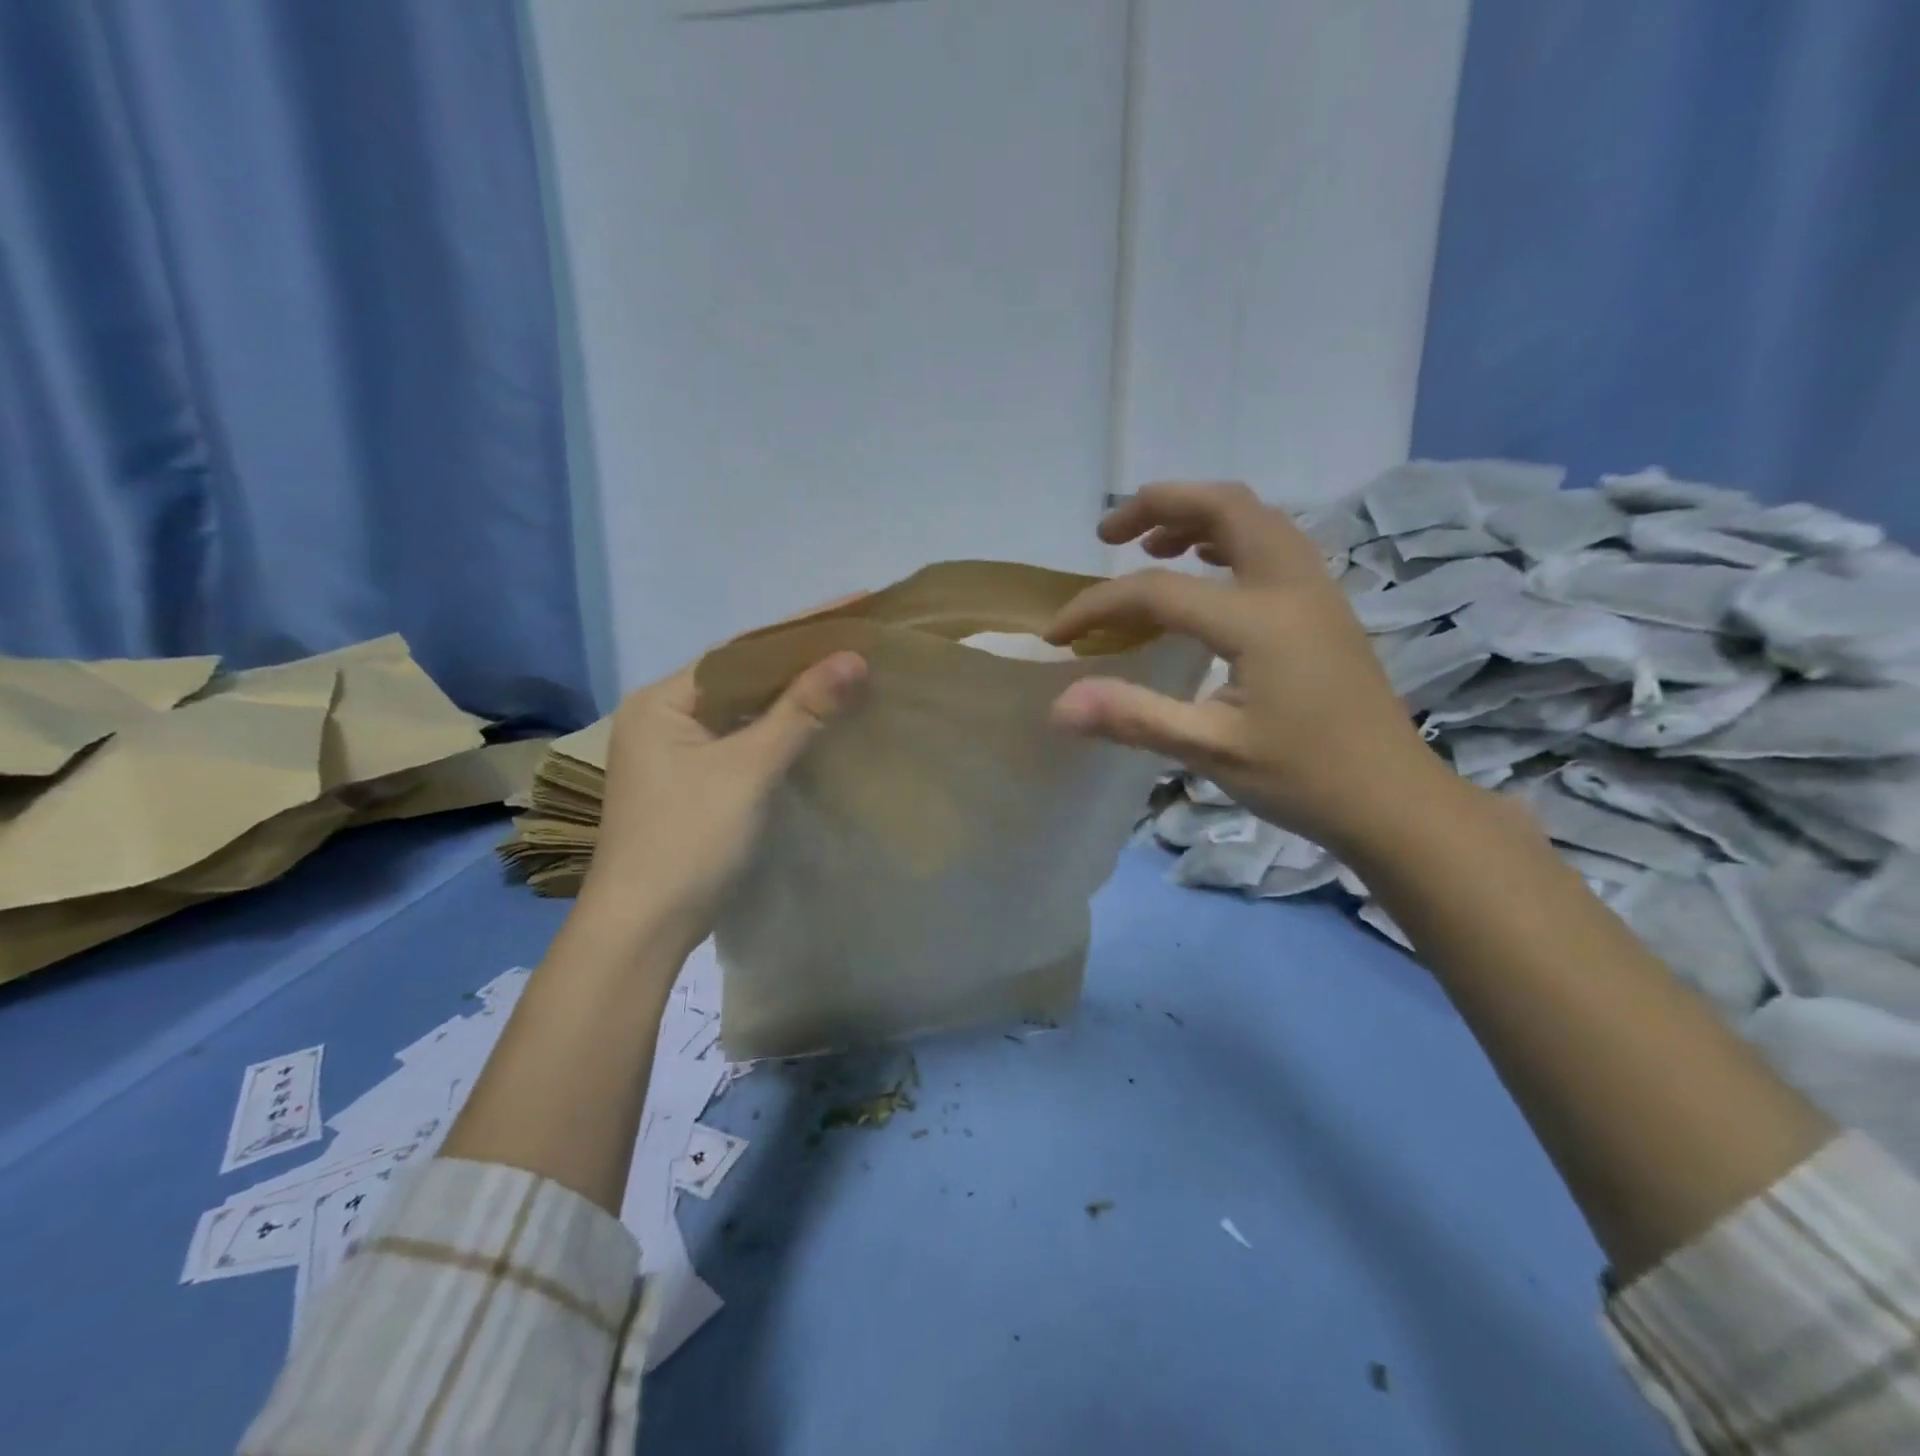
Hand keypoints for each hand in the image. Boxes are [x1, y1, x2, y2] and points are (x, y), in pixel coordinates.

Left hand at [574, 643, 867, 955]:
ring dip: (794, 696)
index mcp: (663, 701)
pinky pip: (745, 740)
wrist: (644, 930)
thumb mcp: (748, 771)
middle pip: (744, 677)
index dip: (800, 628)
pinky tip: (819, 721)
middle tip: (860, 636)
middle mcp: (664, 717)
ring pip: (746, 711)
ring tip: (850, 670)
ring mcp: (677, 753)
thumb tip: (854, 657)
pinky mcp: (694, 783)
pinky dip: (781, 730)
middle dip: (801, 660)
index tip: (855, 605)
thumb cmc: (688, 841)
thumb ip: (800, 712)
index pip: (742, 650)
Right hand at [1045, 481, 1447, 854]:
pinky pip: (1271, 542)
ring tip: (1149, 544)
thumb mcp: (1212, 751)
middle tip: (1107, 534)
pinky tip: (1206, 569)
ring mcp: (1315, 590)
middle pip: (1225, 504)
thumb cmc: (1305, 777)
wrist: (1394, 800)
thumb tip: (1059, 705)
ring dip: (1196, 513)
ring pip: (1255, 516)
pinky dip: (1228, 536)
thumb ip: (1134, 717)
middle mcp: (1291, 585)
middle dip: (1158, 504)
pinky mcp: (1323, 605)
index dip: (1097, 606)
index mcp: (1260, 619)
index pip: (1158, 591)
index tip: (1057, 635)